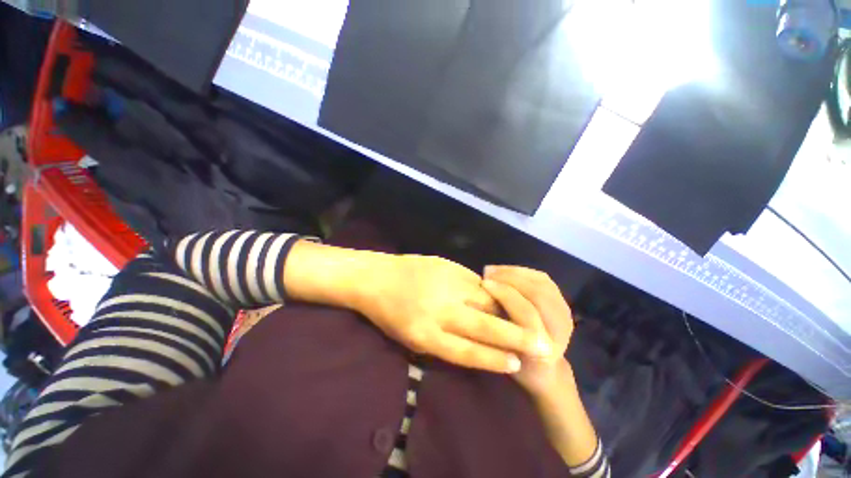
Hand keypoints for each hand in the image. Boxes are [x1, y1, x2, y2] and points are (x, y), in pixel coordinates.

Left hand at [353, 254, 551, 373]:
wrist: (376, 276)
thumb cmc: (389, 313)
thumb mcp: (410, 338)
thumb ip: (442, 342)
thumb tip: (476, 343)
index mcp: (425, 334)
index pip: (469, 352)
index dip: (494, 359)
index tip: (516, 364)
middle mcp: (439, 310)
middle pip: (484, 326)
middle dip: (515, 336)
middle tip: (540, 343)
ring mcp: (445, 284)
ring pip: (486, 299)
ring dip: (506, 310)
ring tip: (524, 319)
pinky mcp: (447, 266)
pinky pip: (475, 281)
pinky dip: (488, 291)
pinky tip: (497, 296)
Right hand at [482, 266, 574, 395]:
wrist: (543, 368)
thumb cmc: (516, 363)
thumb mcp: (500, 353)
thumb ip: (493, 329)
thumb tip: (474, 299)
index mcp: (546, 347)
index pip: (528, 313)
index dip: (505, 294)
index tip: (484, 283)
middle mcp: (561, 329)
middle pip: (538, 294)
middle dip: (510, 278)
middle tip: (487, 273)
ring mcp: (565, 313)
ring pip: (541, 283)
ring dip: (515, 272)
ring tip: (493, 270)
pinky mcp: (562, 301)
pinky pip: (542, 278)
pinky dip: (522, 271)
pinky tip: (505, 270)